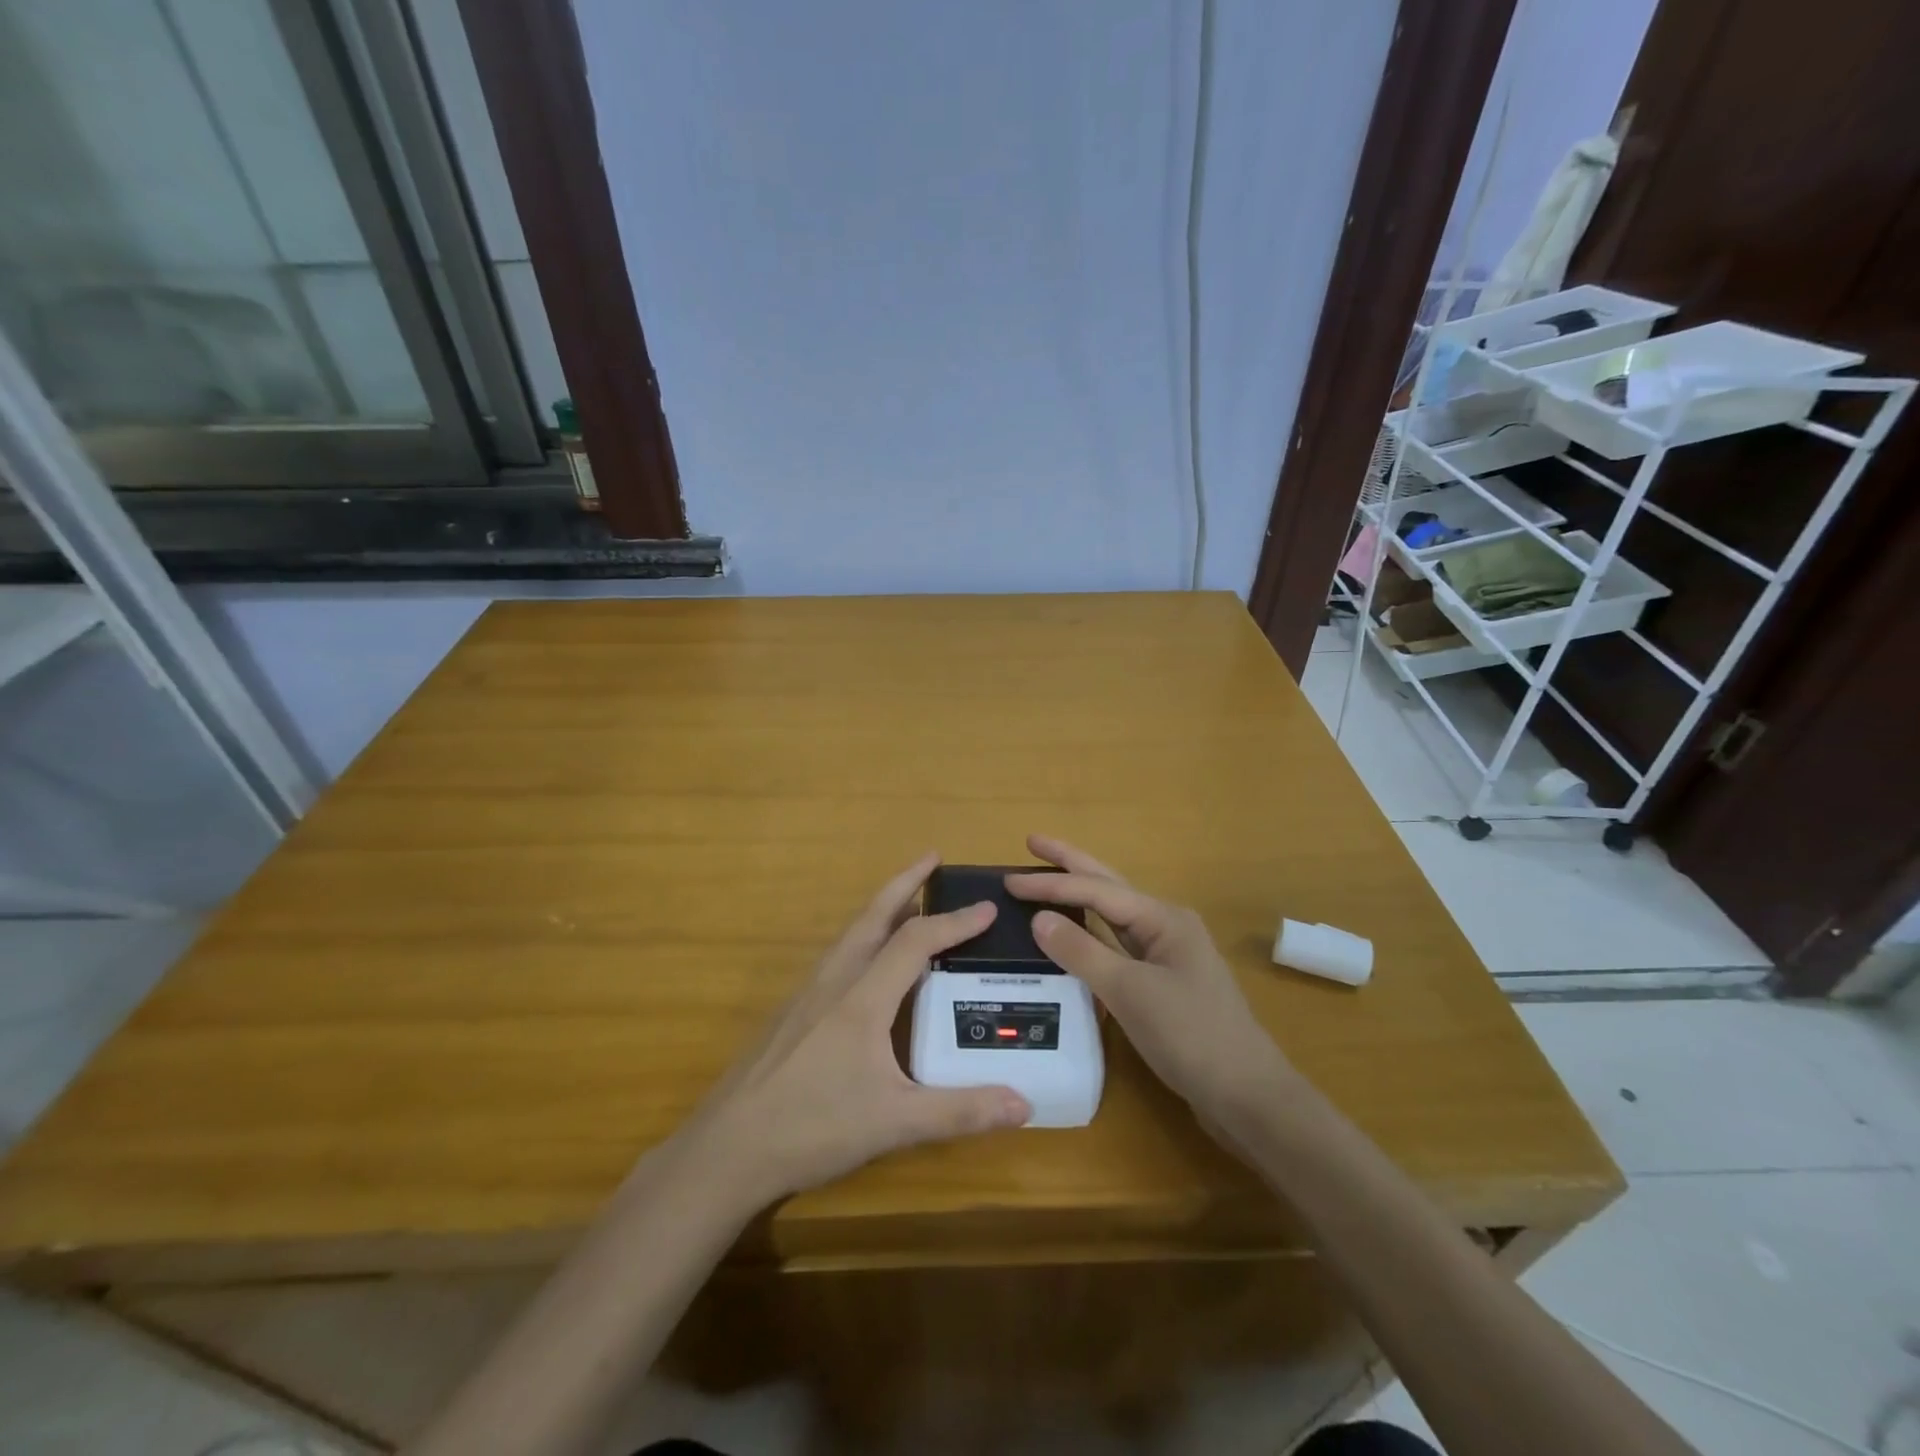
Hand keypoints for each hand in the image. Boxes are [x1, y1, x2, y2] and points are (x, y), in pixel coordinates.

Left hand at [687, 854, 1030, 1208]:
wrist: (727, 1149)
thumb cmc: (813, 1128)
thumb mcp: (894, 1124)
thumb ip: (960, 1111)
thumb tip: (1026, 1105)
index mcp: (862, 999)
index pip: (914, 942)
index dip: (953, 921)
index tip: (986, 907)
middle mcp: (833, 982)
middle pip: (872, 917)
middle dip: (904, 882)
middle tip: (931, 858)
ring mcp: (806, 995)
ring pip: (850, 934)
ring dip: (882, 909)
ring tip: (907, 901)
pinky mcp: (791, 1013)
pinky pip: (836, 957)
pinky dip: (862, 938)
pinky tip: (867, 963)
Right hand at [1006, 835, 1296, 1134]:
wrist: (1246, 1095)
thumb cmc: (1190, 1035)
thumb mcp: (1130, 992)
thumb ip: (1082, 952)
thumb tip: (1038, 919)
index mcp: (1162, 918)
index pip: (1095, 891)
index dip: (1050, 885)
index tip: (1008, 881)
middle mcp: (1165, 926)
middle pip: (1108, 886)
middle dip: (1070, 864)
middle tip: (1032, 842)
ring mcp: (1166, 955)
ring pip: (1112, 915)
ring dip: (1079, 896)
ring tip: (1046, 879)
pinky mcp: (1161, 983)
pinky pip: (1116, 946)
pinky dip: (1089, 935)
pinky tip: (1071, 936)